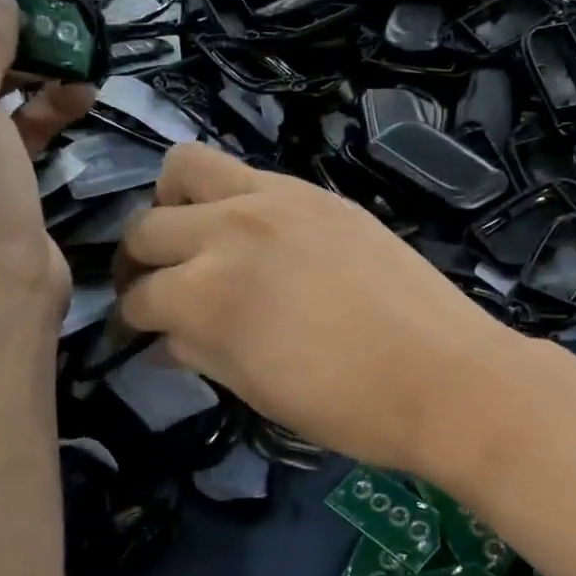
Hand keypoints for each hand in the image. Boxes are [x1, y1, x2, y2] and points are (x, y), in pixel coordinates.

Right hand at [114, 144, 528, 476]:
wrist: (445, 375)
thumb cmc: (347, 406)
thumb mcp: (255, 390)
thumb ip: (198, 351)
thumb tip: (162, 338)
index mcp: (204, 294)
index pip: (140, 297)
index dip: (131, 320)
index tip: (137, 333)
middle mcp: (227, 231)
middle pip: (148, 228)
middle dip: (138, 263)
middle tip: (157, 289)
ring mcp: (274, 200)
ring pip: (186, 169)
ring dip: (173, 204)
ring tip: (194, 239)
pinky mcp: (316, 192)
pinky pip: (248, 174)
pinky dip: (229, 197)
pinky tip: (252, 233)